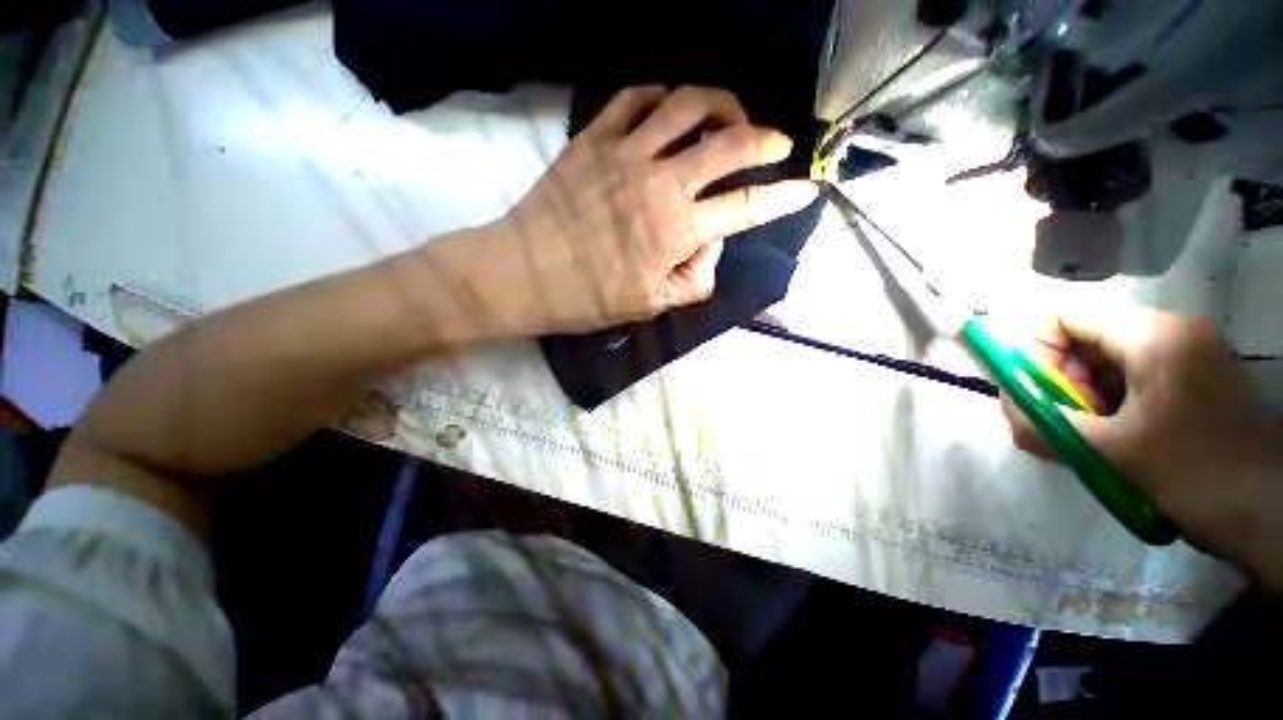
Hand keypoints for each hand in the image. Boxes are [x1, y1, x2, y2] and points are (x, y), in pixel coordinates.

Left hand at [484, 85, 818, 333]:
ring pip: (688, 103)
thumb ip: (693, 278)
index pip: (746, 207)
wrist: (525, 273)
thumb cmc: (588, 297)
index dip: (783, 197)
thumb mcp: (651, 305)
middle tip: (776, 143)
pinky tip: (669, 109)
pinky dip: (662, 96)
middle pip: (730, 141)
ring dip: (720, 104)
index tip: (806, 188)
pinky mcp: (594, 138)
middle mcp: (661, 182)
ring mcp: (625, 152)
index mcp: (676, 230)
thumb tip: (710, 243)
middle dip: (765, 138)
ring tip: (728, 117)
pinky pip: (635, 97)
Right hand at [1002, 303, 1282, 583]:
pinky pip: (1137, 374)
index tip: (1027, 389)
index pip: (1066, 314)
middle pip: (1088, 335)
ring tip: (1087, 434)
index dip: (1032, 345)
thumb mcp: (1112, 454)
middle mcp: (1172, 331)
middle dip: (1060, 375)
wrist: (1278, 516)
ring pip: (1111, 357)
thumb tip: (1005, 408)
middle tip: (1057, 419)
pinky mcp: (1199, 376)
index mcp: (1154, 336)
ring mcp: (1191, 353)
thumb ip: (1044, 425)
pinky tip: (1115, 434)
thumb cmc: (1198, 476)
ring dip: (1085, 391)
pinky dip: (1113, 399)